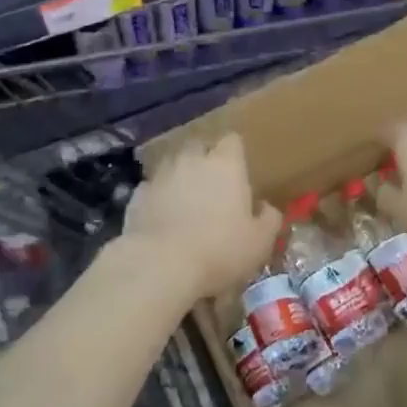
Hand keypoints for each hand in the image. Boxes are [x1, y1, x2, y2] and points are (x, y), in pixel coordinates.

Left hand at [121, 135, 281, 301]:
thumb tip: (266, 208)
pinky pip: (152, 189)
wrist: (161, 265)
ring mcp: (161, 175)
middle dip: (204, 161)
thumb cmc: (220, 249)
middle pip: (199, 146)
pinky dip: (157, 199)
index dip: (235, 154)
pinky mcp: (137, 195)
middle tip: (212, 188)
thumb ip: (269, 219)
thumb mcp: (259, 241)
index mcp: (226, 164)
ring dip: (180, 179)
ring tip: (184, 205)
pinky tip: (162, 220)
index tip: (238, 173)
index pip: (232, 141)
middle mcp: (192, 160)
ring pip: (173, 166)